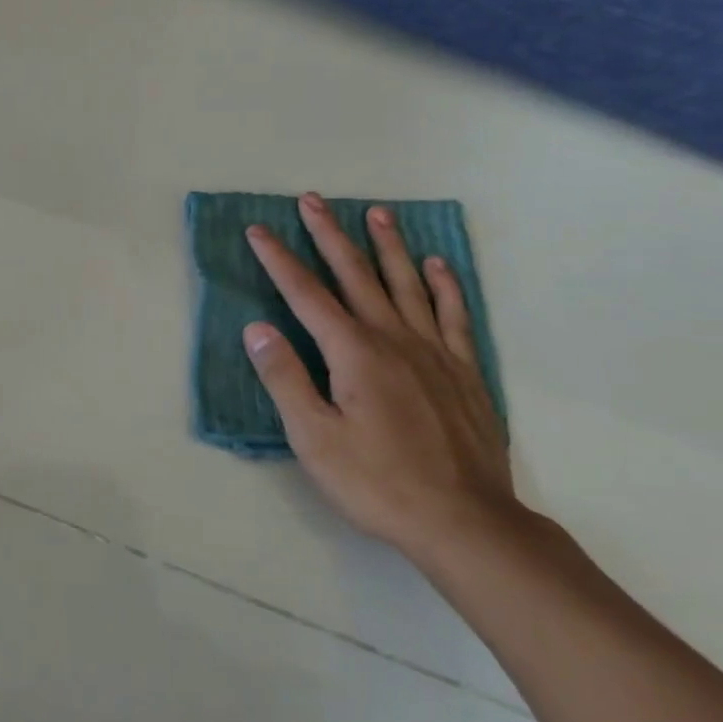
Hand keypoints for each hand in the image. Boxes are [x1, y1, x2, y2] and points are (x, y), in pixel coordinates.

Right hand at [242, 193, 522, 564]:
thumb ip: (284, 378)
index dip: (279, 260)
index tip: (258, 230)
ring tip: (377, 212)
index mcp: (353, 352)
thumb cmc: (377, 482)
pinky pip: (453, 315)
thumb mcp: (313, 438)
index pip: (306, 294)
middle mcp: (393, 338)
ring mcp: (434, 351)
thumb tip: (256, 328)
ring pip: (406, 284)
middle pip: (355, 274)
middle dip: (329, 234)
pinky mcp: (464, 371)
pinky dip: (444, 285)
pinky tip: (437, 264)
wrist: (466, 522)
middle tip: (313, 199)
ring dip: (388, 245)